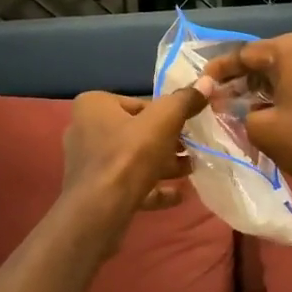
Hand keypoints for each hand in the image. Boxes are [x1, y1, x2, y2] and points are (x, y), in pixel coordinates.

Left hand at [61, 83, 212, 229]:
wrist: (99, 211)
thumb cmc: (129, 156)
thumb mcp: (163, 121)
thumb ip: (184, 101)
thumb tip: (207, 81)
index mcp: (93, 105)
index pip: (139, 104)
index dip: (167, 115)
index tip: (188, 126)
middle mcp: (84, 130)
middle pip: (137, 132)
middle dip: (167, 142)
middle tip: (194, 149)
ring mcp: (88, 163)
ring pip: (133, 159)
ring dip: (163, 165)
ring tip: (191, 170)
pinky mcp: (94, 191)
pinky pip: (128, 184)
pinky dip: (152, 188)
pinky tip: (178, 195)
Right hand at [203, 33, 291, 190]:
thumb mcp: (261, 130)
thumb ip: (239, 114)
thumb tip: (236, 109)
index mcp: (289, 49)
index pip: (243, 55)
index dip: (218, 71)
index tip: (201, 85)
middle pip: (266, 60)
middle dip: (242, 80)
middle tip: (220, 99)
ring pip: (288, 71)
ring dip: (266, 87)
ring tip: (245, 107)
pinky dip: (291, 92)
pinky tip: (282, 110)